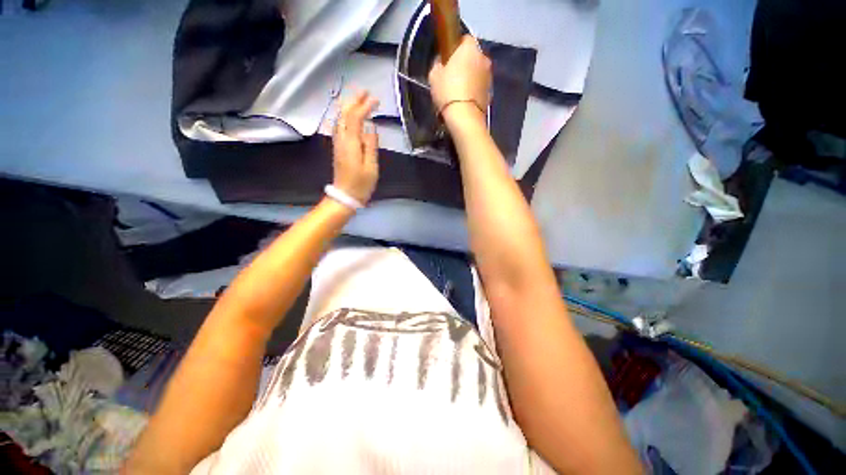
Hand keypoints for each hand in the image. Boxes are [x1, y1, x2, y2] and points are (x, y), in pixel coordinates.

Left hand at [332, 91, 379, 204]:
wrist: (345, 196)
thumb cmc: (361, 184)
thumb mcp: (371, 167)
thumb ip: (371, 146)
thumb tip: (371, 128)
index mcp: (351, 143)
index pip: (355, 118)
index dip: (364, 106)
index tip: (375, 100)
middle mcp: (341, 139)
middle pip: (344, 114)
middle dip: (353, 101)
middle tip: (365, 92)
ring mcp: (337, 143)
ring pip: (339, 119)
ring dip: (348, 106)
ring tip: (358, 99)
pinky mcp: (338, 148)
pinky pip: (339, 126)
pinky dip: (345, 116)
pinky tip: (349, 115)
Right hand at [428, 35, 491, 121]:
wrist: (464, 117)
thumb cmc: (448, 92)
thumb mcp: (434, 75)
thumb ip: (438, 64)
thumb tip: (442, 62)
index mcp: (470, 48)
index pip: (464, 39)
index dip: (455, 47)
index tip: (447, 58)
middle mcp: (483, 58)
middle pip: (473, 56)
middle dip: (464, 63)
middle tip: (451, 76)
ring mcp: (489, 76)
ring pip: (477, 72)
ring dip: (470, 78)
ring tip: (457, 92)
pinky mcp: (490, 93)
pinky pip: (479, 87)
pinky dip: (473, 91)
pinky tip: (464, 101)